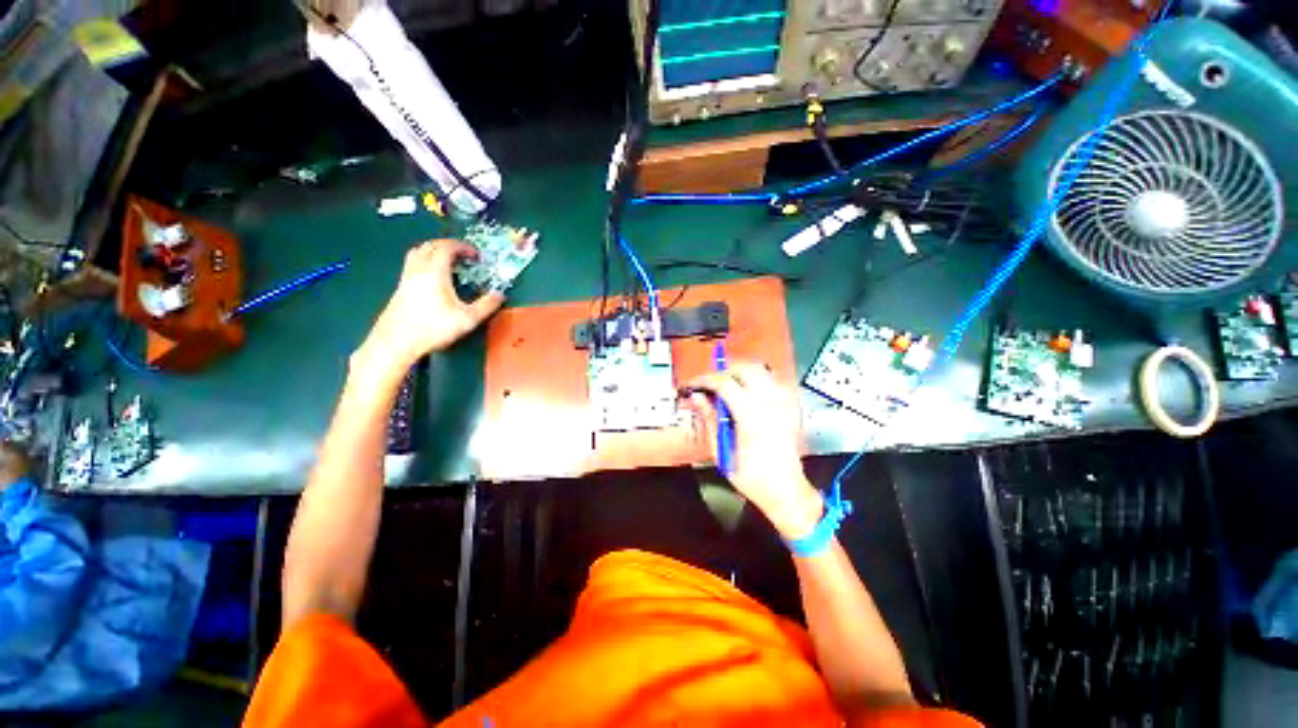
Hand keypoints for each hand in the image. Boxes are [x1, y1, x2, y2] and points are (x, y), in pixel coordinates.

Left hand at [357, 240, 503, 375]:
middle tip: (464, 255)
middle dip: (448, 246)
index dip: (463, 247)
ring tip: (448, 262)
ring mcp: (406, 277)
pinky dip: (425, 262)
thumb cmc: (433, 328)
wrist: (397, 341)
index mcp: (434, 272)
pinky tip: (434, 278)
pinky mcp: (400, 287)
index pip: (447, 247)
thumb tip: (500, 295)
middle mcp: (418, 269)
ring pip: (418, 253)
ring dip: (434, 252)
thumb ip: (486, 305)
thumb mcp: (468, 319)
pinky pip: (413, 264)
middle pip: (430, 246)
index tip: (476, 255)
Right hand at [684, 362, 823, 539]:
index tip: (693, 385)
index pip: (723, 382)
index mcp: (750, 415)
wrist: (786, 490)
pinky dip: (757, 382)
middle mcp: (770, 402)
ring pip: (760, 370)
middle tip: (710, 387)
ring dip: (740, 374)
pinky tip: (748, 397)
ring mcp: (784, 402)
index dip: (704, 380)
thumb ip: (708, 419)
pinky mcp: (791, 406)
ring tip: (728, 389)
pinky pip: (773, 381)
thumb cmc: (751, 477)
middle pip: (744, 369)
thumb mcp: (721, 451)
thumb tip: (696, 397)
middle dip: (723, 373)